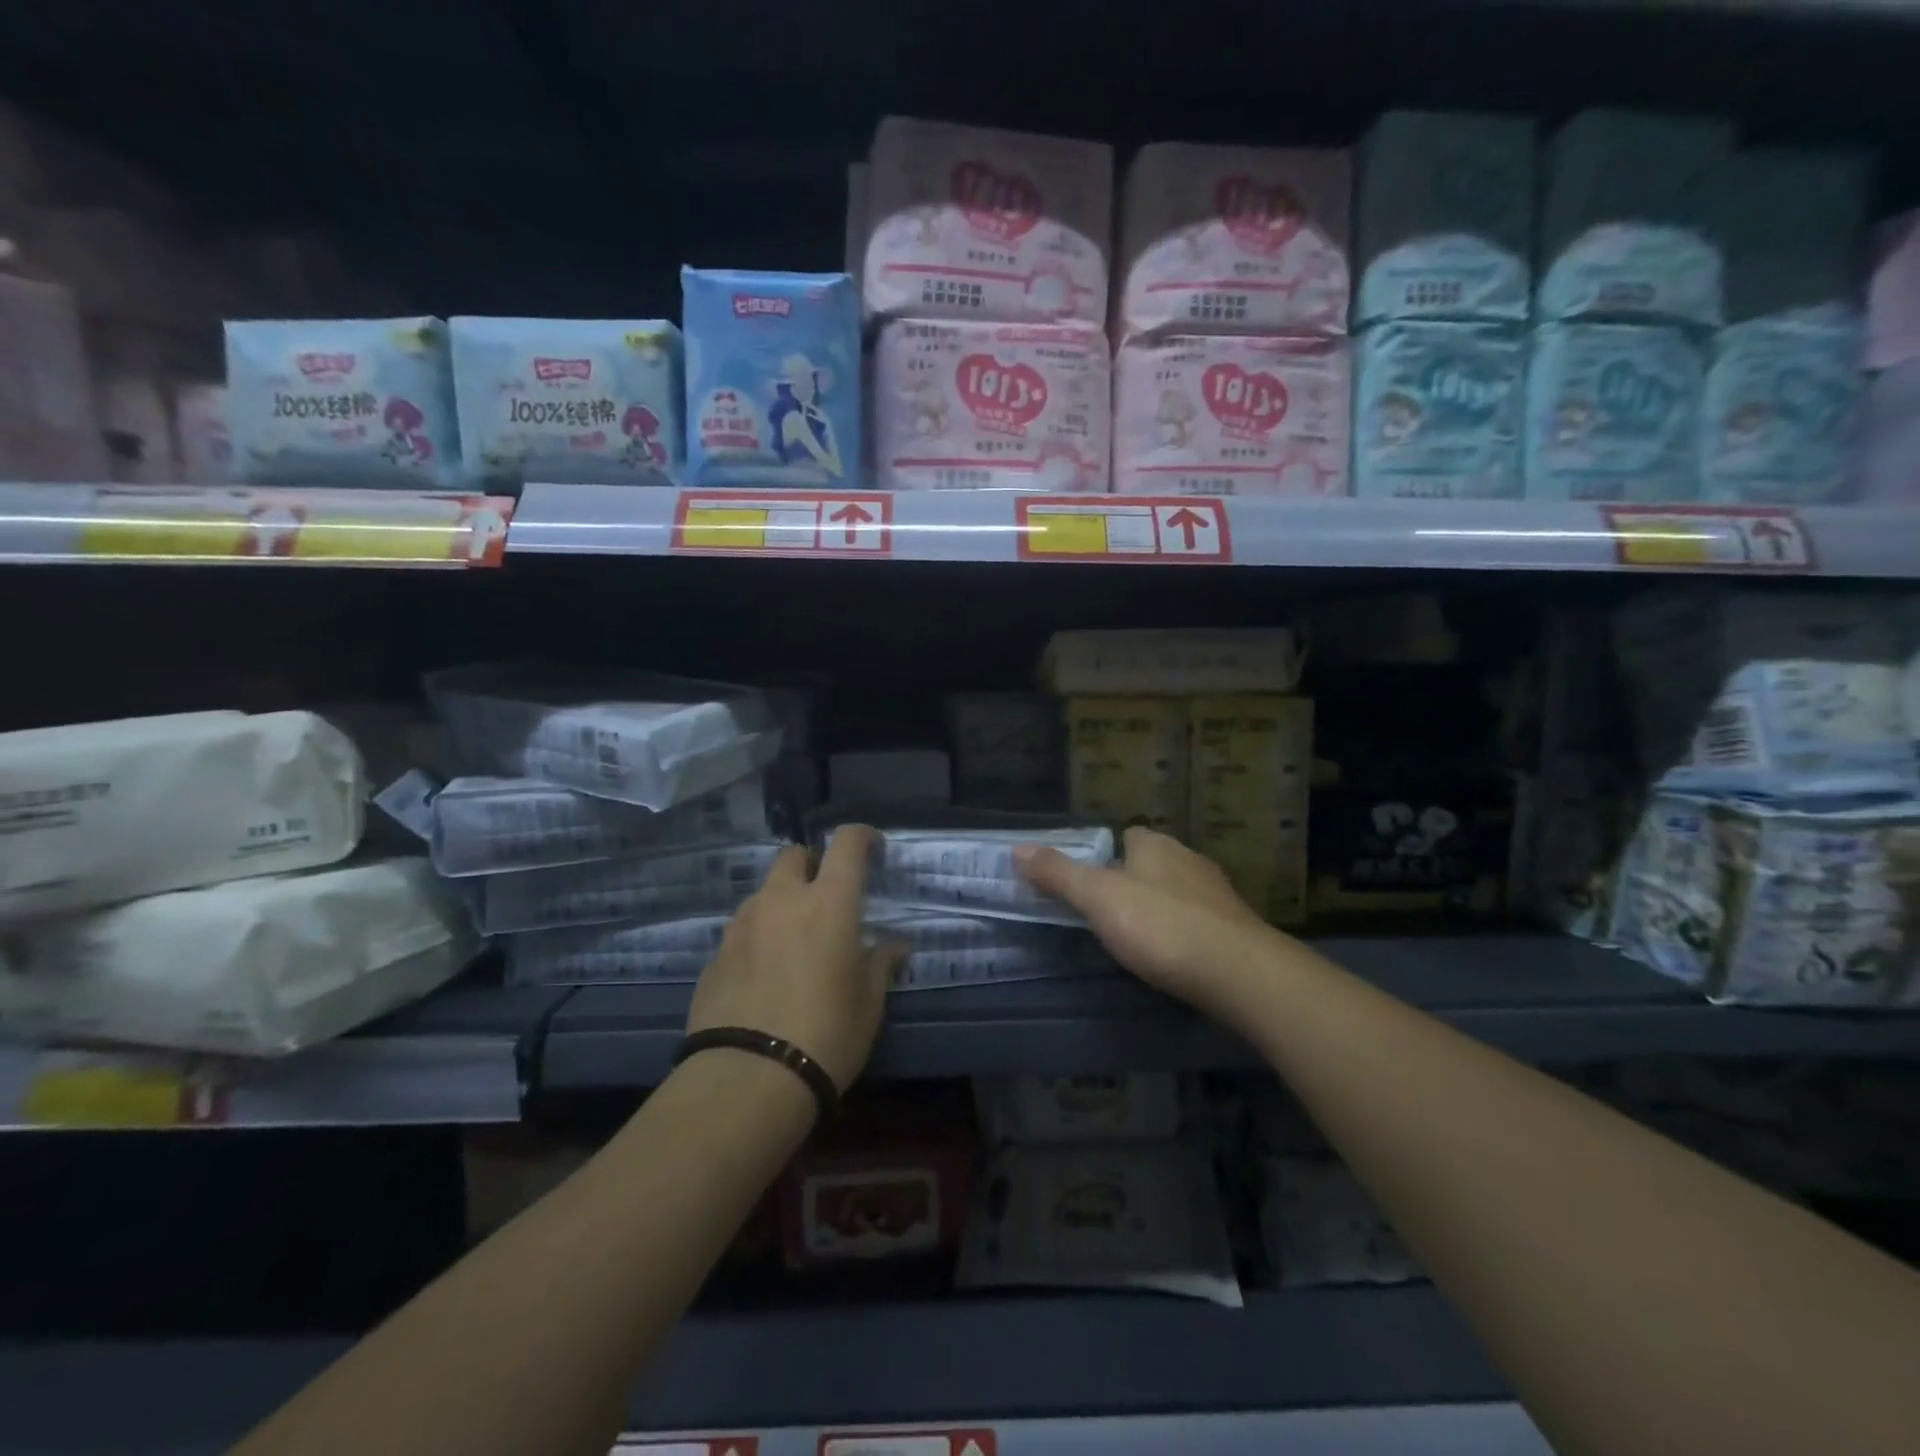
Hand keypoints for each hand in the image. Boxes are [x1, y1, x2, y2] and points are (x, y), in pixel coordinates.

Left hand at [686, 826, 904, 1090]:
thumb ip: (881, 962)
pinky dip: (759, 936)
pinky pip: (743, 929)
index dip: (862, 836)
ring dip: (783, 902)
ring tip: (795, 942)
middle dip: (813, 864)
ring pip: (765, 892)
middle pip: (794, 855)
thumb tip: (896, 946)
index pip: (846, 842)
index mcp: (828, 901)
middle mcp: (781, 899)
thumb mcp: (869, 1001)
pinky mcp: (715, 953)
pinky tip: (766, 974)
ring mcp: (742, 924)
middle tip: (827, 897)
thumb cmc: (827, 1032)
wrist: (748, 1078)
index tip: (874, 850)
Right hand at [1014, 826, 1271, 1021]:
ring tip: (1136, 938)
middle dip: (1131, 881)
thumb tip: (1017, 848)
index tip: (1087, 879)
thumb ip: (1059, 874)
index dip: (1105, 853)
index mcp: (1156, 844)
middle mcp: (1189, 859)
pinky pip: (1198, 922)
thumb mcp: (1098, 898)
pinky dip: (1182, 933)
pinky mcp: (1235, 929)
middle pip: (1152, 863)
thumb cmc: (1160, 926)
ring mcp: (1216, 894)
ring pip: (1176, 892)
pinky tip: (1172, 956)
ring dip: (1158, 908)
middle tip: (1104, 912)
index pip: (1127, 835)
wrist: (1240, 973)